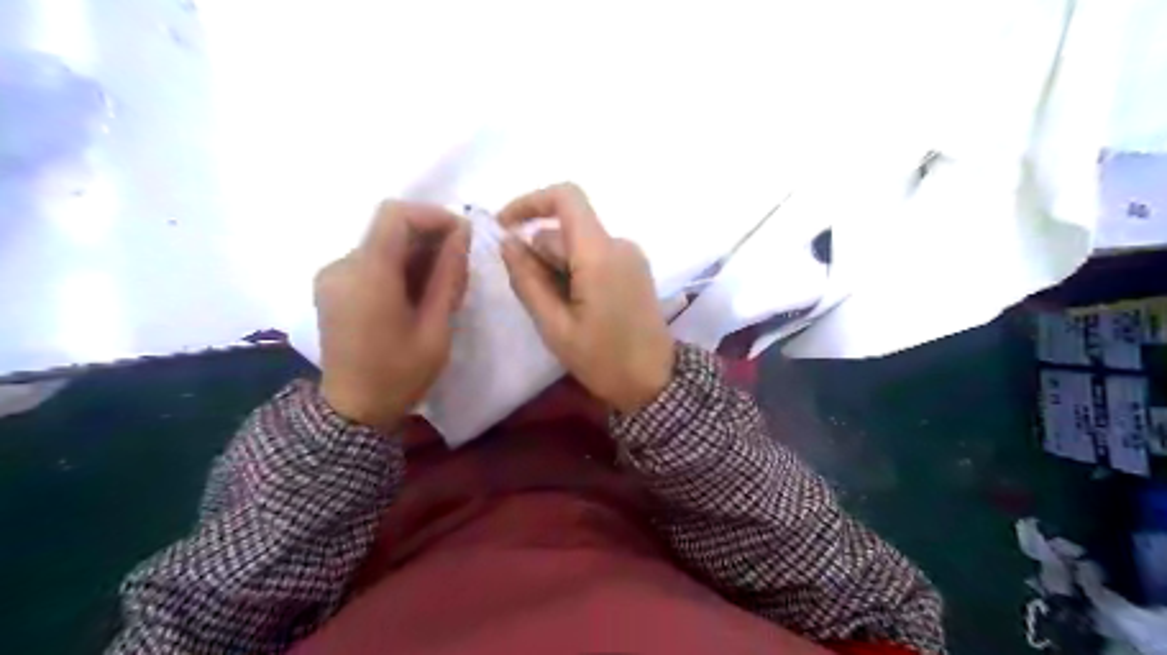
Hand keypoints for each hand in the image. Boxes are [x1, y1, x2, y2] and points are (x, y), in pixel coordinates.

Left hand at [318, 201, 468, 431]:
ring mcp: (332, 275)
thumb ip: (448, 276)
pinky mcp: (333, 286)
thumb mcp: (436, 327)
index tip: (462, 235)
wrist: (354, 410)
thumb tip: (462, 234)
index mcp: (367, 275)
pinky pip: (371, 260)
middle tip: (458, 265)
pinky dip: (399, 265)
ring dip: (416, 253)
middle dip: (429, 237)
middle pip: (388, 228)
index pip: (395, 215)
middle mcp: (342, 265)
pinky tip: (416, 293)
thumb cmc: (400, 374)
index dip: (432, 215)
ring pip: (382, 244)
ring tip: (441, 283)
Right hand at [493, 181, 675, 412]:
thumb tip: (508, 242)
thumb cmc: (603, 359)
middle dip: (541, 256)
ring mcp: (630, 256)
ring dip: (558, 269)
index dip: (530, 202)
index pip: (566, 197)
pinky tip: (577, 309)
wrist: (654, 382)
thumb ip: (528, 280)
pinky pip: (594, 257)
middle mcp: (619, 244)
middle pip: (566, 230)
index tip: (505, 227)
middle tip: (537, 302)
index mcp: (600, 254)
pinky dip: (575, 273)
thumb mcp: (555, 326)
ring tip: (560, 313)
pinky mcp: (634, 269)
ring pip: (578, 246)